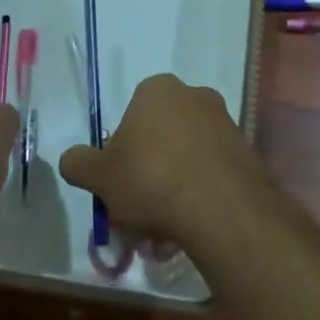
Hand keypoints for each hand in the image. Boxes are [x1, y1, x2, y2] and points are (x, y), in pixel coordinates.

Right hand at [58, 73, 262, 244]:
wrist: (221, 209)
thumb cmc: (151, 180)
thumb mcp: (99, 176)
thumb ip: (79, 163)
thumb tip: (72, 159)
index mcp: (157, 90)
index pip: (132, 115)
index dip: (122, 150)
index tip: (120, 181)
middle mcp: (195, 96)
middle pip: (161, 136)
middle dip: (150, 170)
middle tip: (140, 208)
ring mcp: (225, 123)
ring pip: (188, 157)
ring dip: (175, 186)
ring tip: (165, 230)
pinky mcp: (247, 153)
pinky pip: (213, 173)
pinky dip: (200, 195)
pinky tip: (191, 227)